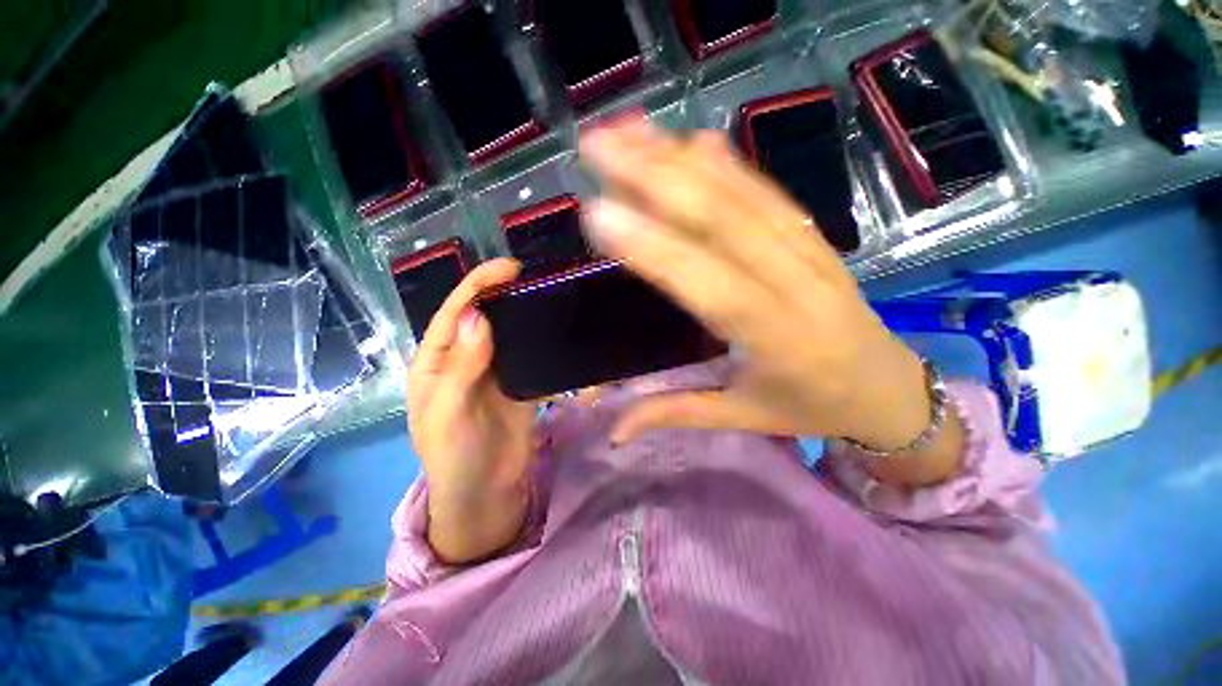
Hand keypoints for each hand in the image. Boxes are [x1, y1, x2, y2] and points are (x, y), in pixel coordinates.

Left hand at [407, 259, 536, 562]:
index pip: (454, 315)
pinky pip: (528, 354)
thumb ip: (462, 366)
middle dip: (501, 293)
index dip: (477, 287)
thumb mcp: (448, 414)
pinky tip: (554, 325)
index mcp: (436, 362)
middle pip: (483, 317)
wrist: (487, 493)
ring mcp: (494, 371)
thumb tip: (477, 317)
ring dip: (522, 312)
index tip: (507, 268)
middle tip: (532, 276)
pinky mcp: (519, 383)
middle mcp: (464, 360)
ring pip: (507, 333)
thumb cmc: (454, 456)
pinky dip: (539, 338)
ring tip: (546, 292)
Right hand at [580, 120, 962, 484]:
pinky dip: (726, 161)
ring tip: (627, 130)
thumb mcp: (741, 418)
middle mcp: (794, 282)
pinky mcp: (814, 234)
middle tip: (596, 145)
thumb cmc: (809, 407)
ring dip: (681, 157)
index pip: (707, 284)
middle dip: (653, 175)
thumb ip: (673, 413)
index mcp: (776, 338)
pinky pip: (766, 190)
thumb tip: (612, 432)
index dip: (653, 248)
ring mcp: (808, 248)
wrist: (889, 388)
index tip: (598, 213)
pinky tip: (690, 141)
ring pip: (741, 192)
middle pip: (722, 218)